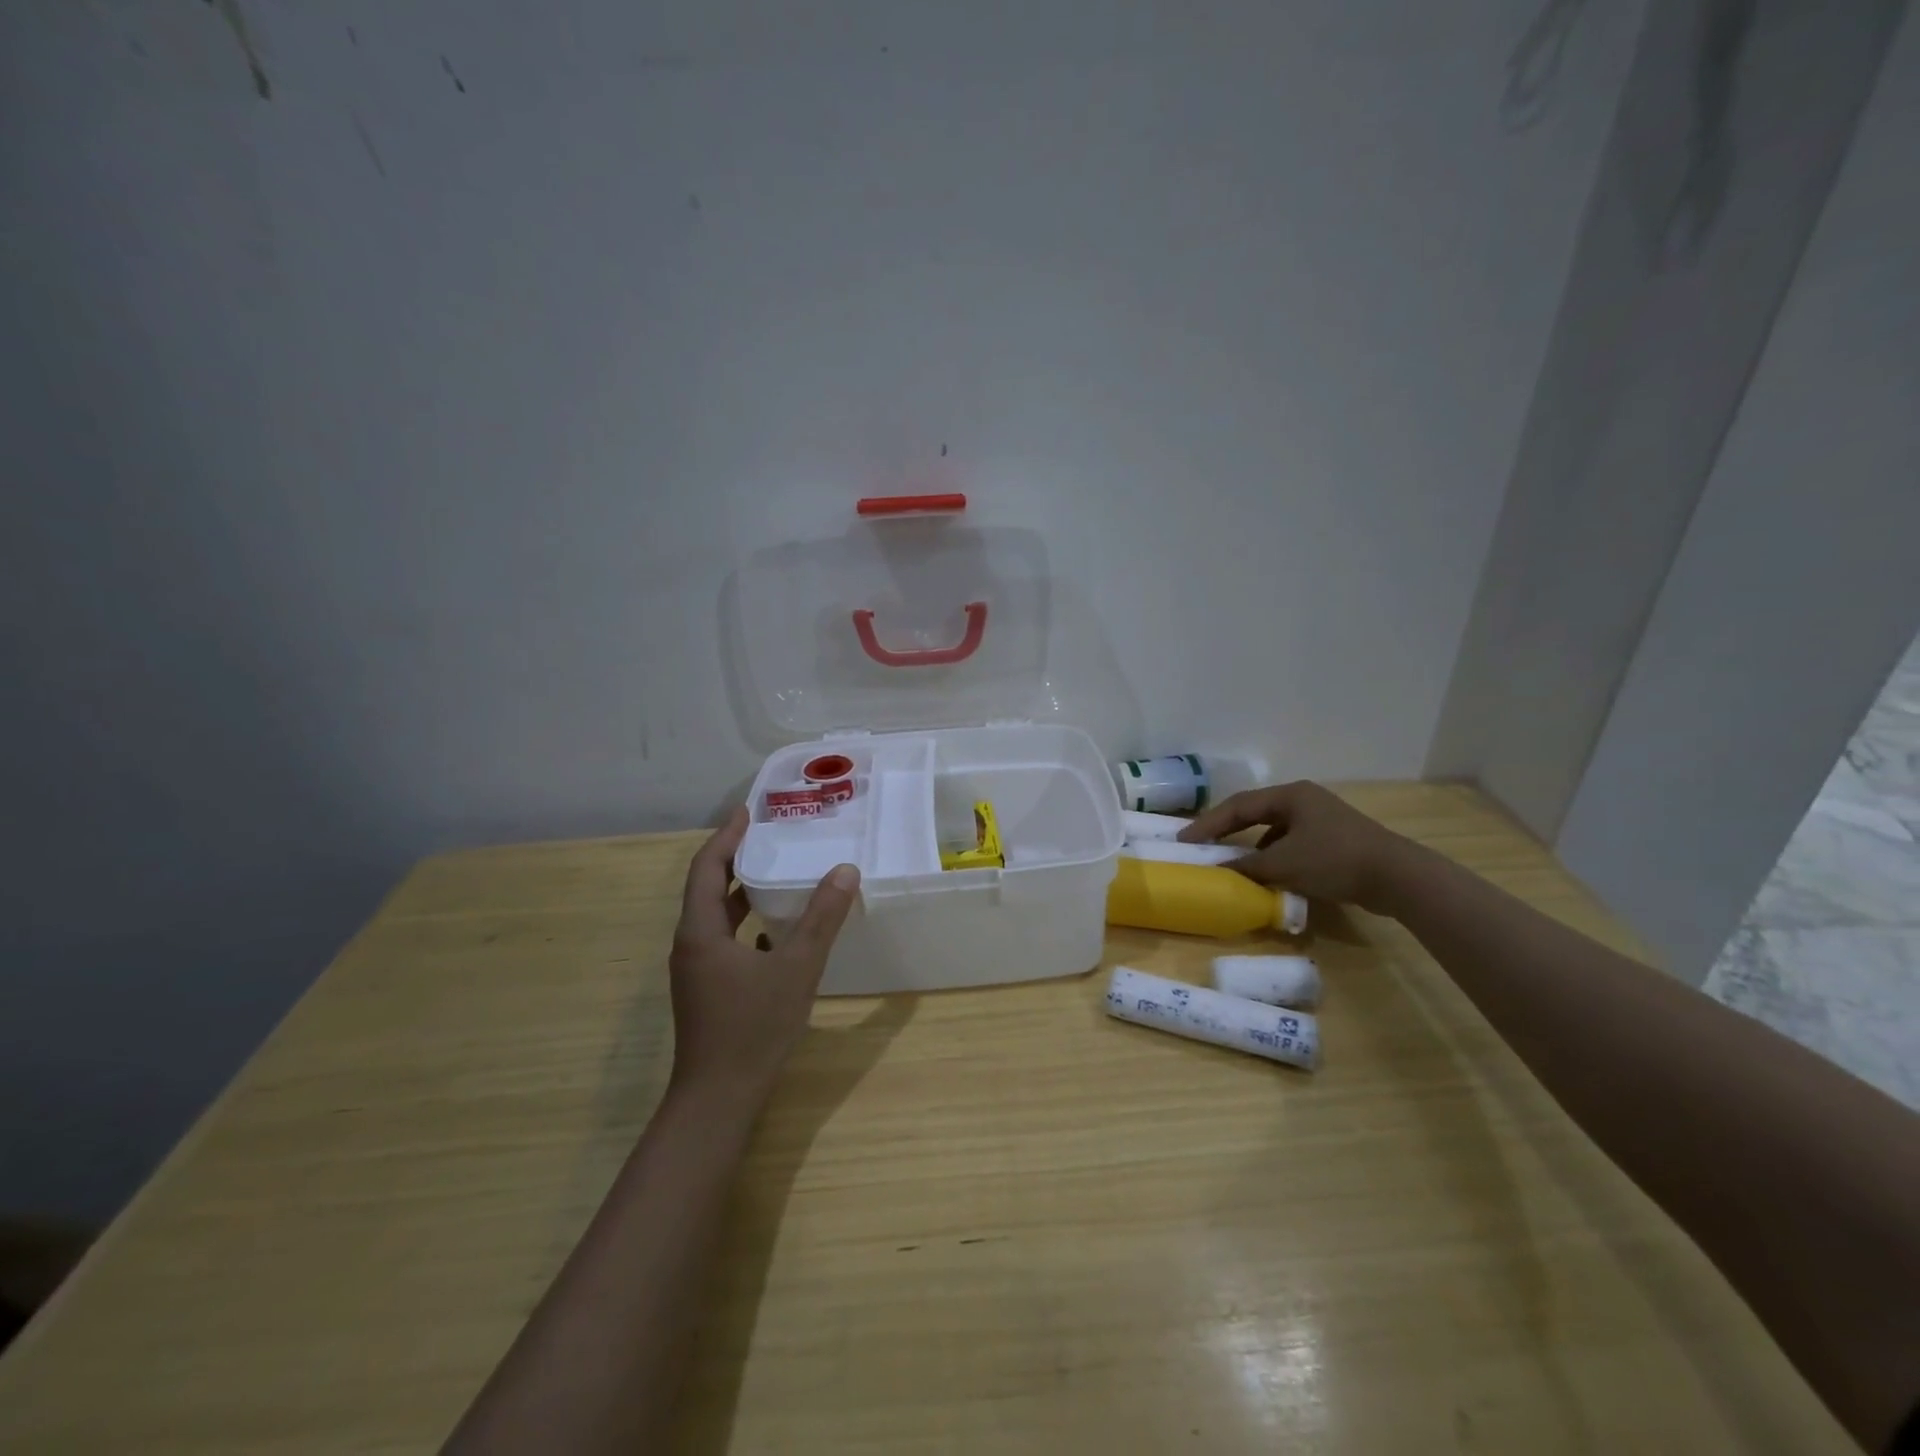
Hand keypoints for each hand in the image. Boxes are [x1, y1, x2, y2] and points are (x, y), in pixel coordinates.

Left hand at [668, 807, 859, 1105]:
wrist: (718, 1100)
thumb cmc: (753, 1028)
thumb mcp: (797, 968)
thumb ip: (821, 919)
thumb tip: (844, 871)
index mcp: (701, 931)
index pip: (707, 867)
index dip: (728, 836)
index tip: (749, 812)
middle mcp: (691, 944)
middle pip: (708, 887)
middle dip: (736, 858)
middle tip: (770, 835)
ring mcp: (697, 970)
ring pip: (716, 916)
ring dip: (741, 891)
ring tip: (776, 871)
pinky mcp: (707, 990)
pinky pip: (724, 939)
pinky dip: (746, 922)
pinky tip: (776, 928)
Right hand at [1180, 781, 1414, 913]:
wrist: (1398, 877)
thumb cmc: (1335, 860)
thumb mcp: (1284, 864)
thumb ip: (1247, 866)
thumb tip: (1218, 871)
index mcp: (1290, 795)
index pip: (1237, 806)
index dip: (1208, 823)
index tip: (1184, 840)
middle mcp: (1304, 800)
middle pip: (1254, 812)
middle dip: (1227, 829)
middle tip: (1201, 844)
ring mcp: (1321, 818)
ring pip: (1274, 828)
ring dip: (1250, 844)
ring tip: (1230, 861)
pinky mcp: (1334, 839)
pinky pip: (1291, 842)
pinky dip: (1273, 854)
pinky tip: (1268, 872)